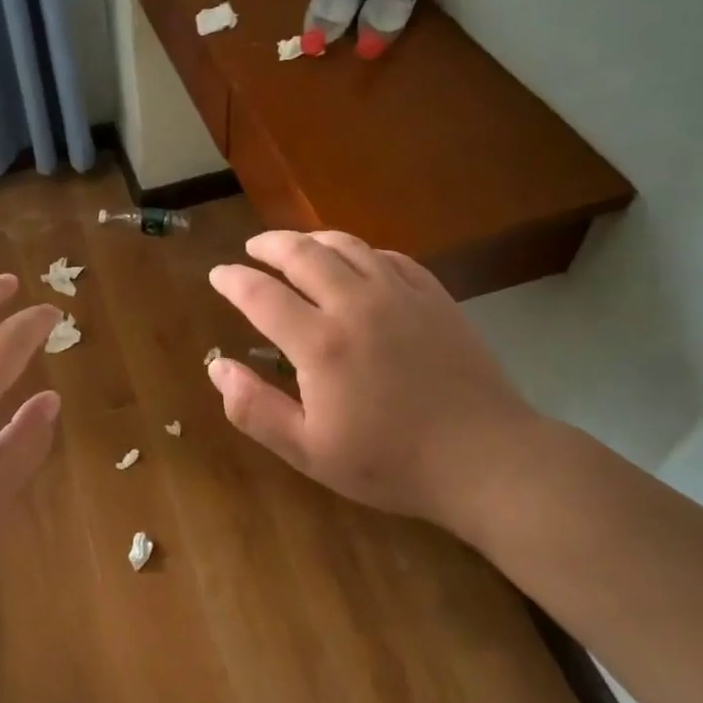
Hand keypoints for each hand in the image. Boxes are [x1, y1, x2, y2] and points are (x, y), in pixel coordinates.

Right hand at [207, 231, 540, 536]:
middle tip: (253, 248)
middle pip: (303, 253)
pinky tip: (356, 262)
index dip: (233, 280)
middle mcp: (355, 304)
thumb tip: (217, 367)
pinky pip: (388, 256)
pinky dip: (360, 251)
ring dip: (312, 240)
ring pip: (347, 245)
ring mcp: (400, 294)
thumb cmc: (390, 462)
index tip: (218, 274)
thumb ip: (255, 409)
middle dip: (269, 245)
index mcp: (320, 343)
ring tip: (296, 246)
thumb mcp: (309, 451)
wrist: (485, 459)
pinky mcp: (433, 296)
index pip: (261, 294)